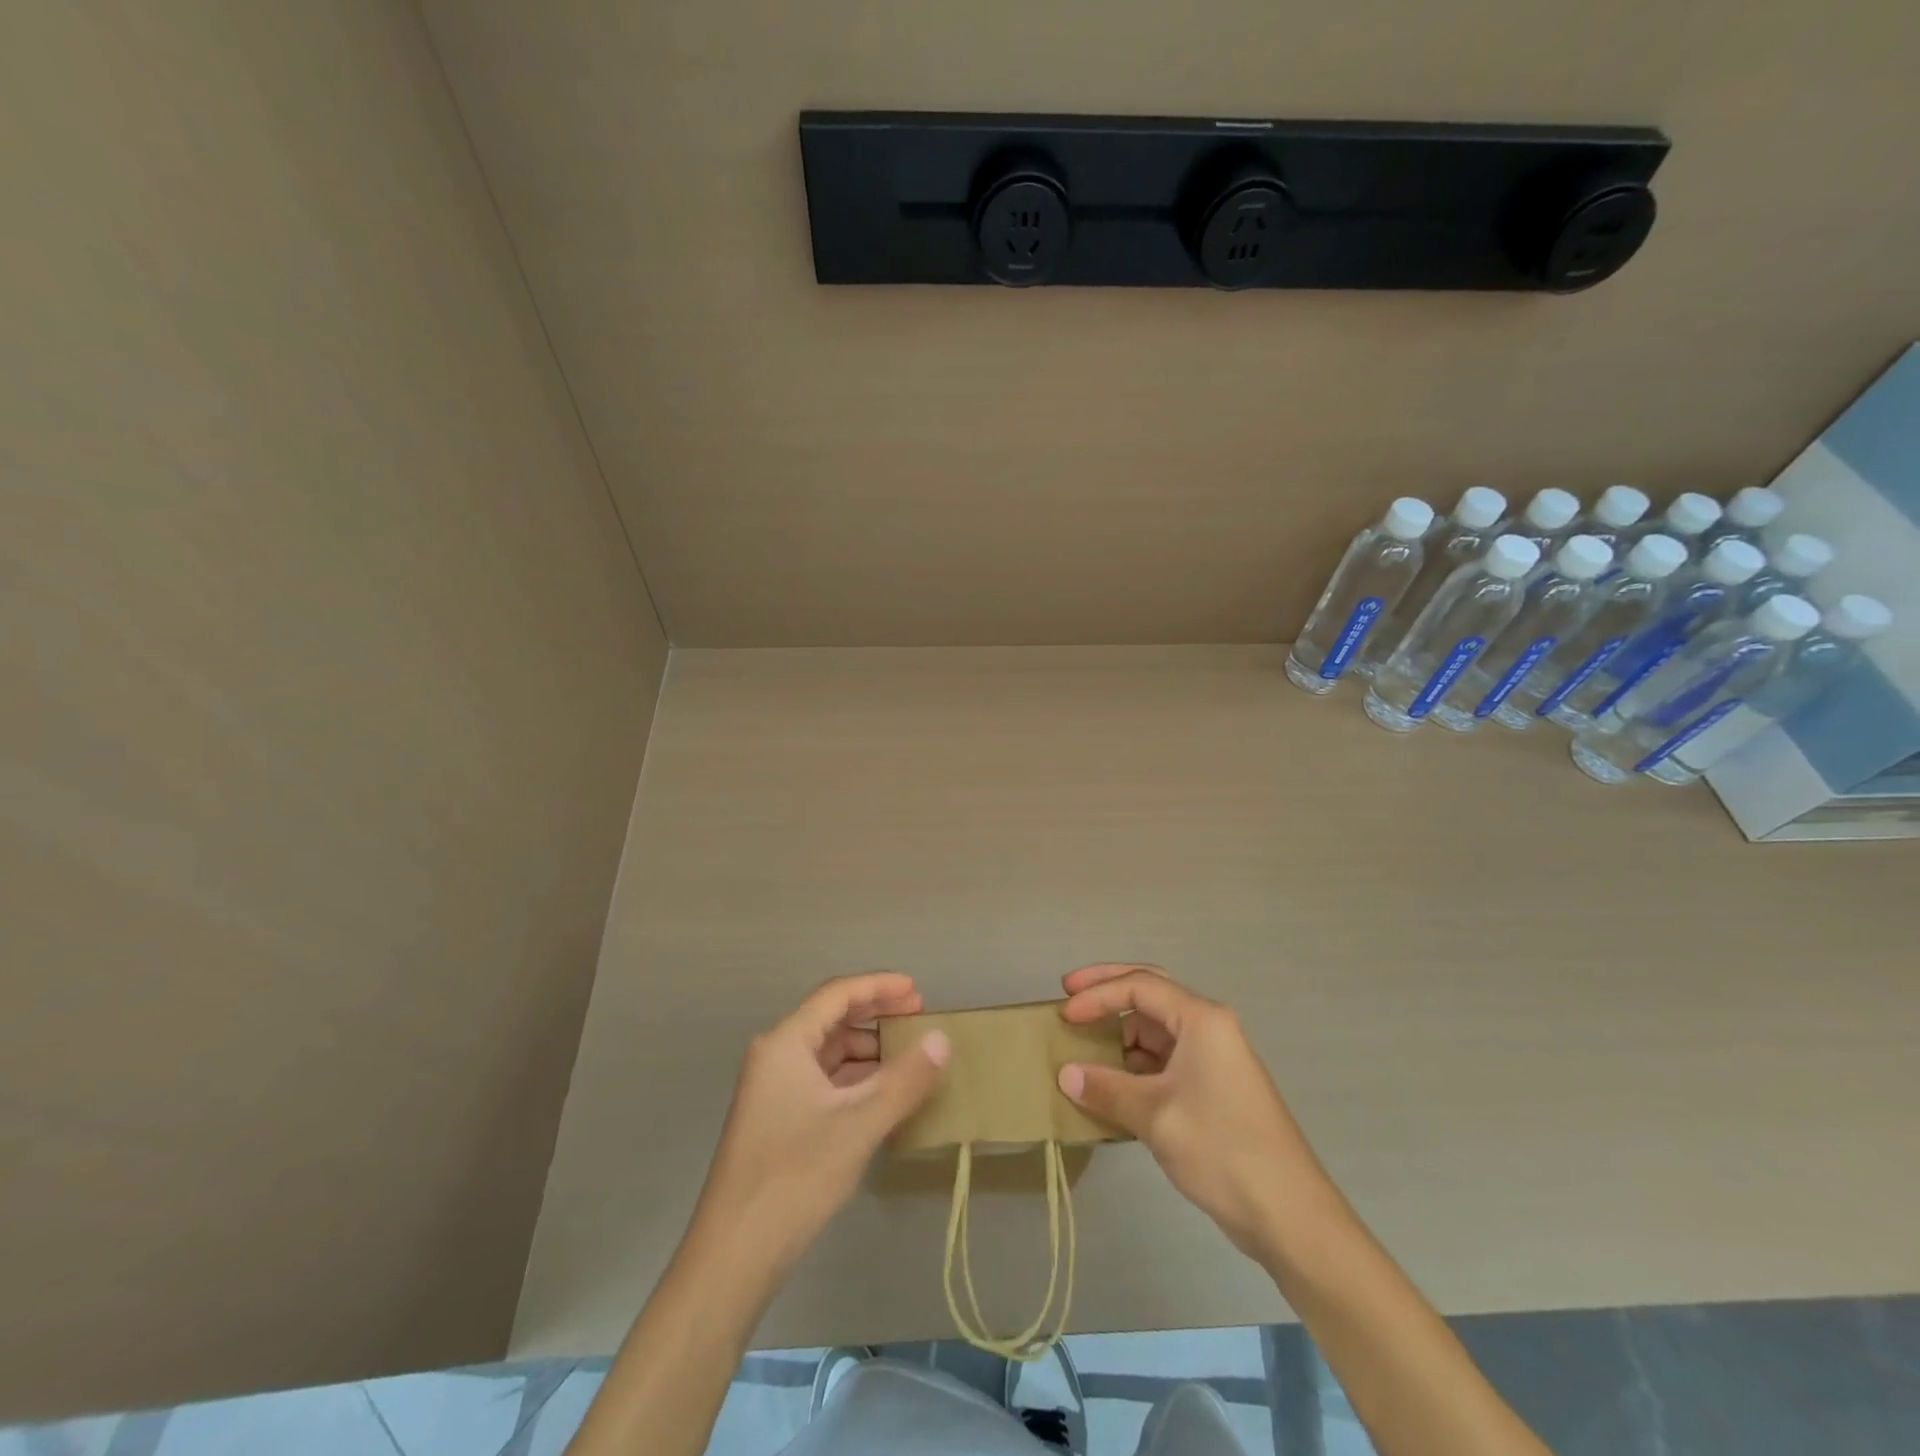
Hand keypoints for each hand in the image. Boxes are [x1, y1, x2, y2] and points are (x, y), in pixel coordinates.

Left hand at [691, 973, 949, 1269]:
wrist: (733, 1256)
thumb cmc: (795, 1177)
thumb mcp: (859, 1125)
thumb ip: (904, 1079)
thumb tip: (942, 1039)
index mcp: (785, 1043)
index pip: (837, 995)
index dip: (879, 986)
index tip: (918, 991)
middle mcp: (775, 1056)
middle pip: (831, 1020)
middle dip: (875, 1015)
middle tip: (918, 1017)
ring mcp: (773, 1090)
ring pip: (827, 1053)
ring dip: (866, 1050)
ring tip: (908, 1057)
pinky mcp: (777, 1120)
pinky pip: (822, 1082)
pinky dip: (854, 1079)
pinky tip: (882, 1094)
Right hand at [1056, 964, 1327, 1260]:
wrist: (1290, 1216)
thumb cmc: (1223, 1149)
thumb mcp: (1156, 1116)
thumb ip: (1107, 1089)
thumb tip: (1066, 1075)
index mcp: (1201, 1019)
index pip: (1139, 986)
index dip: (1097, 995)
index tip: (1064, 1015)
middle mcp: (1208, 1028)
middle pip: (1150, 994)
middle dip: (1108, 991)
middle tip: (1069, 995)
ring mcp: (1211, 1059)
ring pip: (1155, 1031)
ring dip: (1119, 1036)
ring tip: (1082, 1049)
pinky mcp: (1211, 1089)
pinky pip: (1163, 1062)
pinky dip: (1133, 1066)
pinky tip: (1109, 1085)